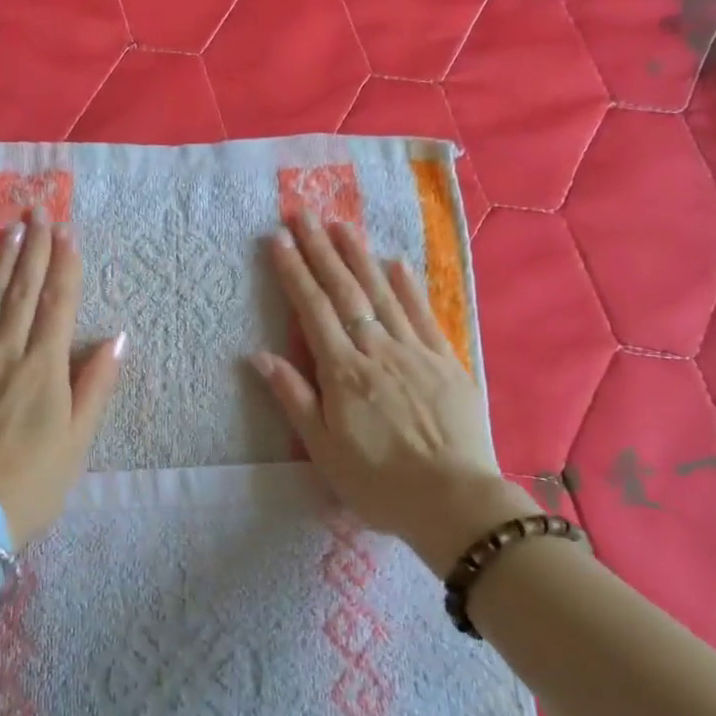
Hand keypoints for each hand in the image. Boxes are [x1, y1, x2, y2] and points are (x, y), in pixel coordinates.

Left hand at [0, 210, 123, 546]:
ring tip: (9, 229)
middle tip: (38, 211)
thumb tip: (117, 338)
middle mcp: (5, 354)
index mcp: (43, 369)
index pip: (56, 304)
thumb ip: (95, 385)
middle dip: (33, 249)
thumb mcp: (78, 441)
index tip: (67, 232)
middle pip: (21, 292)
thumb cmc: (32, 484)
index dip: (64, 266)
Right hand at [251, 213, 535, 570]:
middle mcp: (377, 351)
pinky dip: (408, 287)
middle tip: (303, 214)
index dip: (294, 272)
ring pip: (382, 294)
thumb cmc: (379, 483)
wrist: (454, 502)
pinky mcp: (445, 361)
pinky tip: (395, 263)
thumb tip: (260, 356)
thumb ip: (294, 398)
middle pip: (345, 292)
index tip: (279, 240)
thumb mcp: (324, 451)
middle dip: (320, 250)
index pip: (313, 310)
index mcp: (344, 373)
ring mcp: (415, 352)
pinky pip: (423, 315)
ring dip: (359, 256)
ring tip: (341, 225)